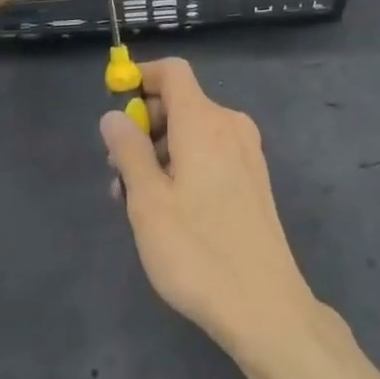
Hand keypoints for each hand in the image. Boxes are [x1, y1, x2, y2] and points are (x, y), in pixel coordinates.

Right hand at [100, 58, 317, 358]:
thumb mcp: (147, 201)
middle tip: (117, 173)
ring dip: (160, 152)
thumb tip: (114, 116)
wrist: (266, 307)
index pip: (172, 72)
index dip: (141, 77)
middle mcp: (229, 126)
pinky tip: (168, 209)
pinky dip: (184, 165)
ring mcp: (246, 153)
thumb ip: (128, 151)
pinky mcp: (253, 179)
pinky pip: (210, 153)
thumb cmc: (197, 251)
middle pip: (180, 103)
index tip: (115, 104)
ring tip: (136, 201)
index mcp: (204, 121)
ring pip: (193, 132)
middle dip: (144, 127)